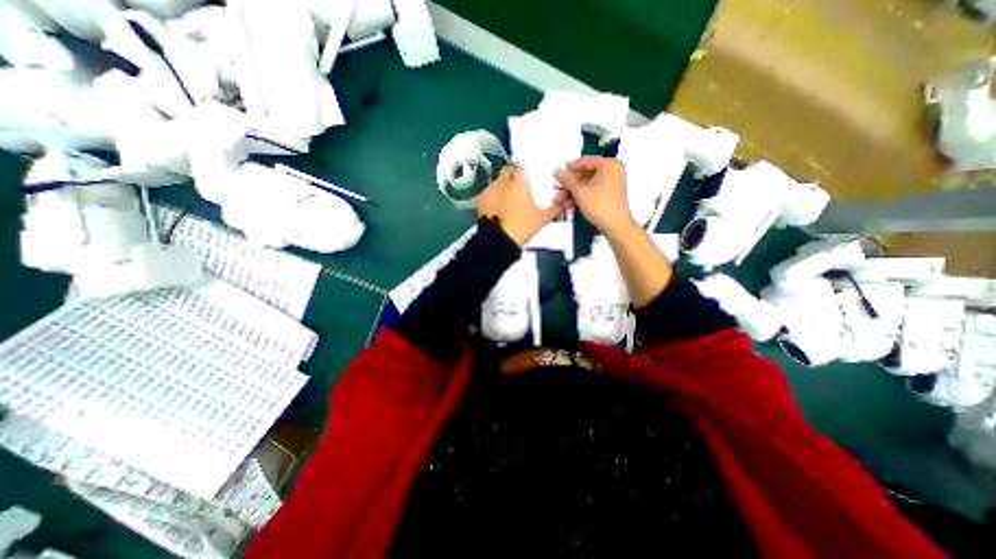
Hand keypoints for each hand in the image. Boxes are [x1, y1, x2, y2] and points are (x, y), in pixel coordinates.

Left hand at [475, 164, 563, 244]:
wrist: (498, 241)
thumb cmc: (522, 227)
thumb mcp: (541, 219)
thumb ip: (554, 210)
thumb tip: (565, 204)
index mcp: (518, 184)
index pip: (520, 169)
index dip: (523, 174)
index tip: (527, 182)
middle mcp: (502, 183)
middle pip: (506, 171)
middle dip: (511, 176)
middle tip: (517, 189)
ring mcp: (489, 191)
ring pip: (496, 182)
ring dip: (501, 187)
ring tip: (506, 201)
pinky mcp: (480, 201)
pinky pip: (487, 193)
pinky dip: (492, 197)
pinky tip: (496, 208)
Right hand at [553, 157, 636, 237]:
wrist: (615, 227)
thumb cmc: (599, 206)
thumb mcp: (580, 192)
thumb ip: (566, 179)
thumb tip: (556, 170)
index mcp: (609, 165)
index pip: (584, 161)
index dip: (569, 169)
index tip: (557, 175)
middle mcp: (612, 171)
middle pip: (585, 174)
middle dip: (569, 185)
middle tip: (557, 191)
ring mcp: (611, 183)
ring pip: (586, 184)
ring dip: (572, 193)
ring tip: (559, 201)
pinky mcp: (609, 194)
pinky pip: (592, 191)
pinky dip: (580, 197)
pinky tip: (568, 204)